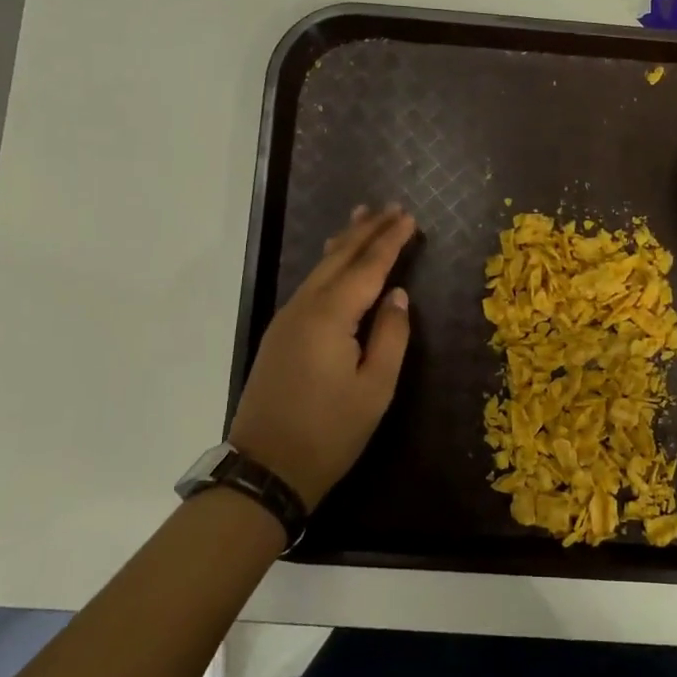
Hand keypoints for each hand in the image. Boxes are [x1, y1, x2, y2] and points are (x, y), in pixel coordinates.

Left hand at [228, 205, 415, 507]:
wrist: (266, 468)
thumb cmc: (329, 432)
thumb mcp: (375, 388)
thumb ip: (391, 335)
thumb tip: (398, 296)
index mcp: (331, 317)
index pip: (368, 266)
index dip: (390, 240)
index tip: (410, 217)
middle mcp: (304, 307)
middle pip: (339, 258)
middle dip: (366, 230)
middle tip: (390, 207)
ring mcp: (286, 319)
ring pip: (320, 269)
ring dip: (345, 242)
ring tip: (363, 217)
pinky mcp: (280, 334)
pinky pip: (310, 286)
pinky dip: (330, 266)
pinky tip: (337, 262)